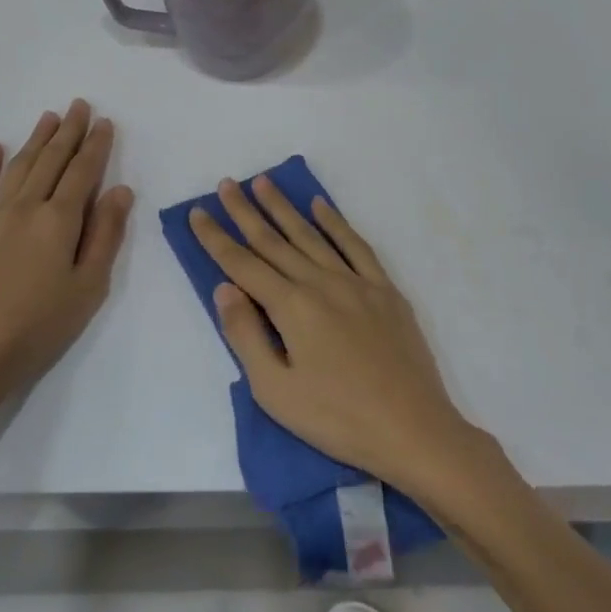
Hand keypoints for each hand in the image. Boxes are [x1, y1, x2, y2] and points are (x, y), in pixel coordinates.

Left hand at [0, 101, 132, 436]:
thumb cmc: (40, 327)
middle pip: (50, 161)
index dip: (96, 146)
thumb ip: (105, 235)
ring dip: (35, 140)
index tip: (104, 122)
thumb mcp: (88, 287)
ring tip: (48, 117)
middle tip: (79, 105)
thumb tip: (120, 190)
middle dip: (68, 131)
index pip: (83, 172)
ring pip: (17, 168)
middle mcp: (25, 208)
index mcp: (58, 221)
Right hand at [189, 176, 477, 495]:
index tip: (197, 212)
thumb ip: (245, 335)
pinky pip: (356, 245)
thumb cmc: (337, 419)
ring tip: (264, 182)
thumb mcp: (276, 390)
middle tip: (226, 184)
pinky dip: (336, 222)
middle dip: (246, 211)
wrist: (413, 429)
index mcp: (292, 307)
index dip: (216, 238)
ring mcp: (357, 282)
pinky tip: (321, 206)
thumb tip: (224, 287)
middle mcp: (321, 283)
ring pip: (312, 235)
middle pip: (274, 241)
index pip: (243, 264)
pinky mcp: (385, 290)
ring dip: (284, 208)